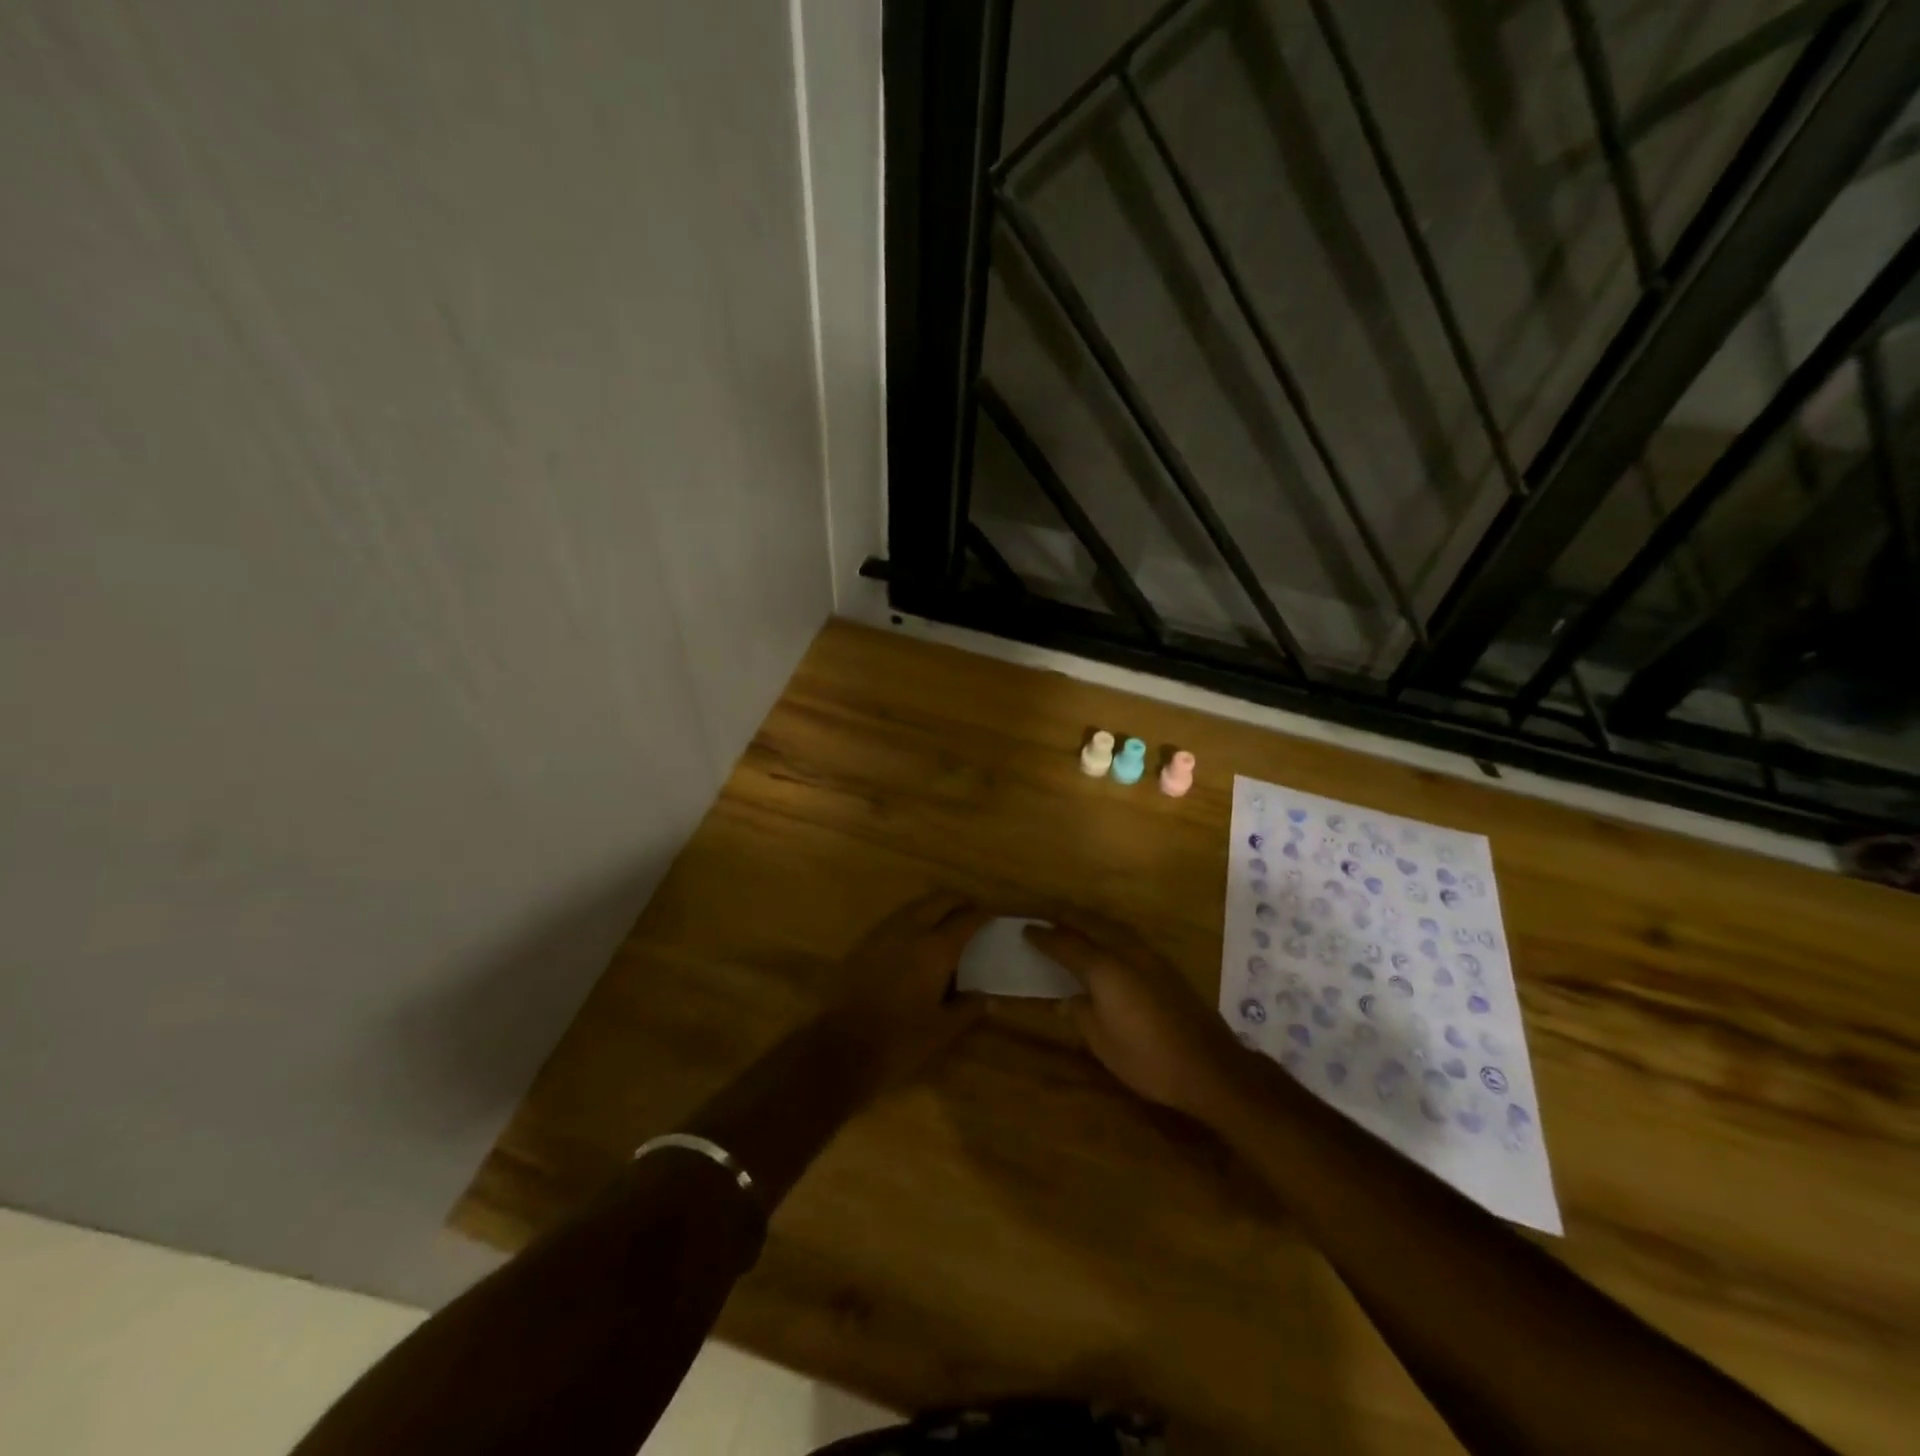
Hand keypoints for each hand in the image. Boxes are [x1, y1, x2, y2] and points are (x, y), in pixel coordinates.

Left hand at [825, 892, 990, 1090]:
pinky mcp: (864, 942)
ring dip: (933, 908)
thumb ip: (968, 1009)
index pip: (966, 920)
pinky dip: (912, 920)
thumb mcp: (943, 1029)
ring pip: (915, 906)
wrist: (842, 1046)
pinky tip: (914, 940)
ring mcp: (883, 933)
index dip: (982, 915)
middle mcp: (911, 930)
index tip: (992, 917)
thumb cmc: (901, 1039)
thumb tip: (988, 999)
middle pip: (939, 900)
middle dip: (958, 902)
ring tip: (945, 923)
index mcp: (936, 948)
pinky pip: (895, 920)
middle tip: (971, 913)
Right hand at [1026, 915, 1246, 1120]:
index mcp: (1103, 969)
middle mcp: (1125, 952)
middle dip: (1066, 916)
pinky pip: (1128, 935)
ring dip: (1089, 920)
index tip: (1026, 930)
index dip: (1044, 937)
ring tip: (1073, 921)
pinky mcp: (1166, 965)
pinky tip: (1107, 940)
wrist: (1209, 1066)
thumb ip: (1080, 1013)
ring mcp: (1149, 955)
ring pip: (1112, 925)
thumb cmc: (1147, 1059)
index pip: (1065, 944)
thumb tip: (1064, 999)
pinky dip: (1109, 931)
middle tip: (1046, 914)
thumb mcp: (1102, 1043)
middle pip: (1090, 923)